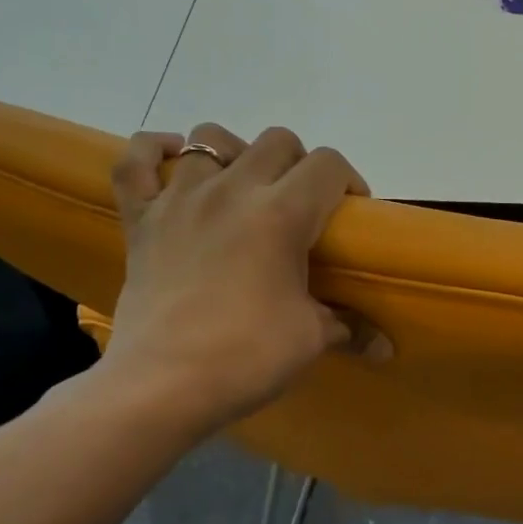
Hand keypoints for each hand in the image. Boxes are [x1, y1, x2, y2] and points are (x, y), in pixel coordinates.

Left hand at [99, 123, 366, 430]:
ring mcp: (180, 199)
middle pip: (277, 141)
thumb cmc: (246, 356)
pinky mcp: (140, 218)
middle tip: (302, 206)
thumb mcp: (311, 338)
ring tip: (244, 188)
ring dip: (236, 154)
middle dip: (299, 165)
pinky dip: (156, 152)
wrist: (162, 386)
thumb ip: (351, 328)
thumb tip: (385, 349)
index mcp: (281, 213)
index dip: (349, 180)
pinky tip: (176, 162)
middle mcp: (232, 190)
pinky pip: (137, 161)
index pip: (329, 165)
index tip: (350, 212)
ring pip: (211, 137)